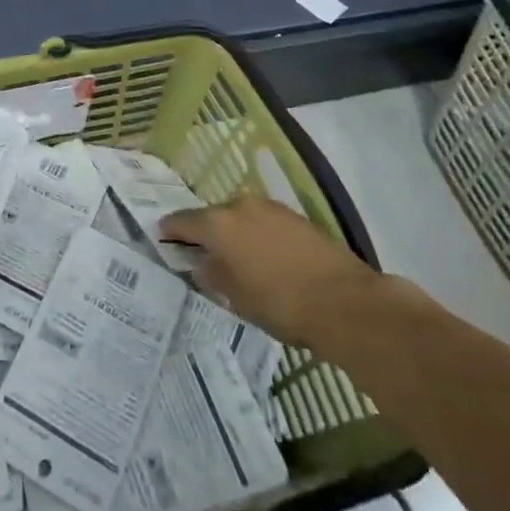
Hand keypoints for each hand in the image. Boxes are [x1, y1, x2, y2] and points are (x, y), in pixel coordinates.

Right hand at [161, 193, 377, 350]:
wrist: (346, 303)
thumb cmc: (280, 304)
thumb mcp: (236, 298)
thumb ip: (212, 275)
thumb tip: (202, 263)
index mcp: (218, 223)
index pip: (182, 221)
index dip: (170, 231)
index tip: (163, 238)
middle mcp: (241, 206)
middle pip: (213, 216)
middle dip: (206, 232)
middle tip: (202, 253)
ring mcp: (272, 208)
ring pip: (242, 218)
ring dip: (235, 233)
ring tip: (236, 257)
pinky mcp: (298, 218)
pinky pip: (266, 223)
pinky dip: (259, 235)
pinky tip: (265, 257)